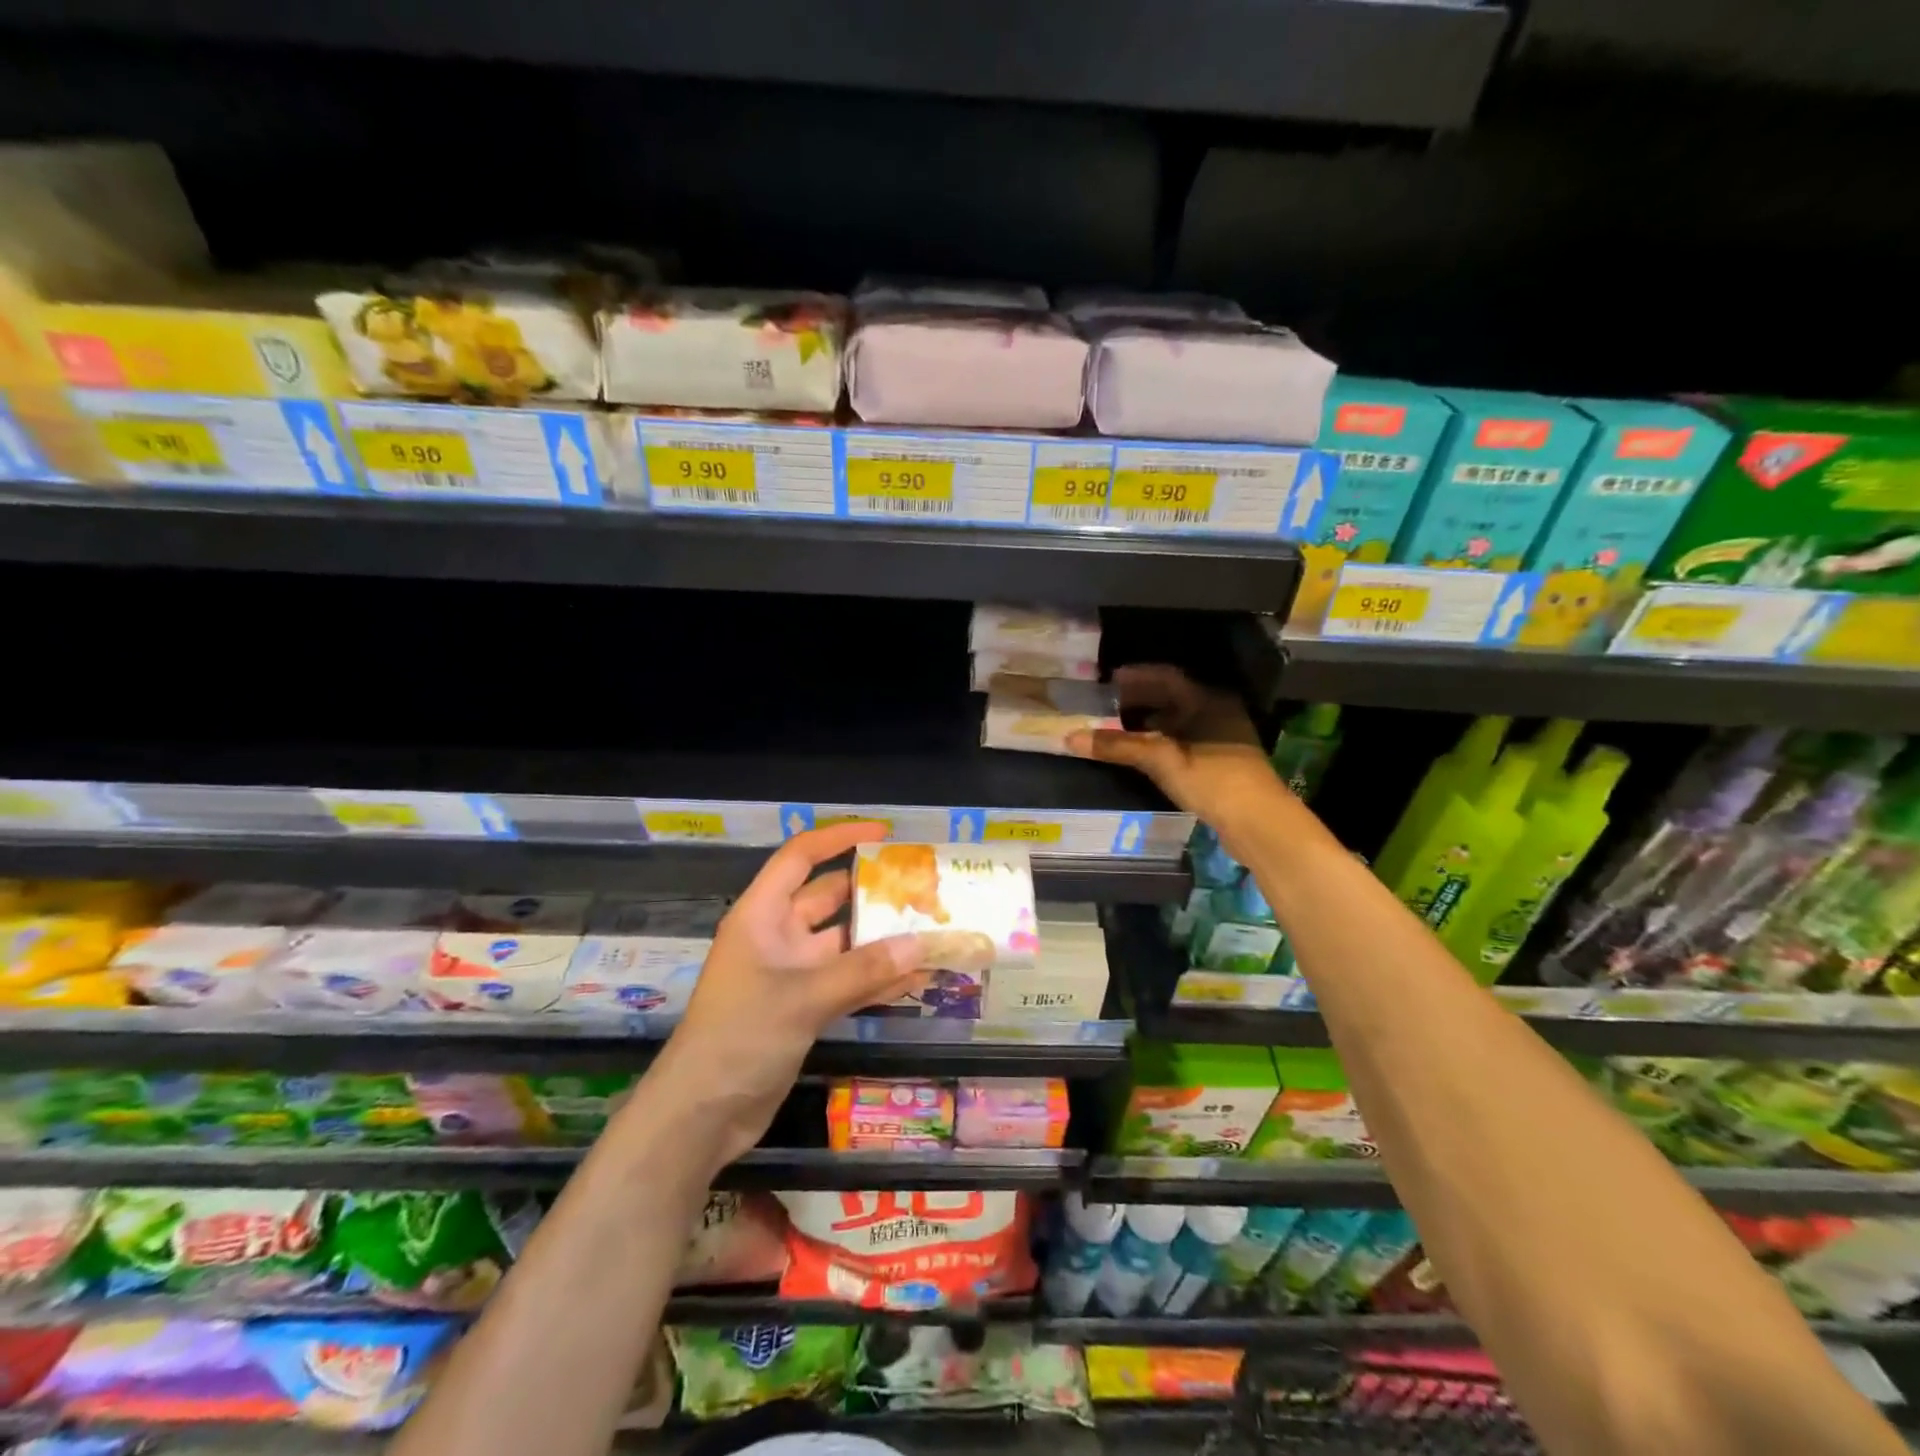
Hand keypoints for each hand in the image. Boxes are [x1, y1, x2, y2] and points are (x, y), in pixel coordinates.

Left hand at [650, 822, 932, 1167]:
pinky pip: (847, 982)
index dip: (839, 838)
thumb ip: (864, 971)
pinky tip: (918, 978)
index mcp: (761, 915)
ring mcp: (791, 974)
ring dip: (881, 939)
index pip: (800, 858)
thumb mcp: (803, 999)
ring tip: (931, 929)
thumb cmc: (739, 1038)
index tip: (884, 835)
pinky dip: (877, 979)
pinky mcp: (803, 1008)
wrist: (700, 1116)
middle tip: (922, 887)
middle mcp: (777, 936)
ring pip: (844, 944)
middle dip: (871, 891)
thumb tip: (922, 944)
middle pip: (828, 899)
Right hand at [1067, 664, 1287, 836]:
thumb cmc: (1213, 780)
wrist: (1259, 823)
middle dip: (1139, 699)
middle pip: (1173, 697)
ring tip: (1118, 727)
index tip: (1109, 679)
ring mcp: (1223, 738)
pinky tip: (1143, 753)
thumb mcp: (1161, 759)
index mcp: (1208, 700)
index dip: (1136, 676)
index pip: (1167, 677)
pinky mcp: (1222, 762)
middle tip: (1107, 703)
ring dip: (1149, 722)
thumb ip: (1118, 746)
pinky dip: (1161, 740)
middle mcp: (1218, 711)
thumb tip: (1070, 737)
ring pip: (1179, 720)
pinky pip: (1184, 740)